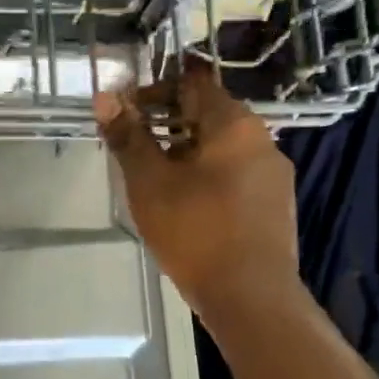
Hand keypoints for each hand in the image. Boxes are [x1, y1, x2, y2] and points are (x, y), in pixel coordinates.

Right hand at [94, 63, 299, 323]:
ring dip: (185, 151)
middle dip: (167, 123)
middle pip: (208, 114)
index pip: (192, 82)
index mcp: (234, 124)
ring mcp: (273, 173)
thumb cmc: (195, 231)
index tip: (125, 111)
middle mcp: (261, 139)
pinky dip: (206, 174)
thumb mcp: (149, 183)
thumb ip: (128, 137)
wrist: (251, 296)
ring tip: (152, 177)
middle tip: (132, 146)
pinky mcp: (274, 204)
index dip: (154, 89)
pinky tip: (185, 204)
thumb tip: (104, 97)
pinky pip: (234, 173)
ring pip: (221, 147)